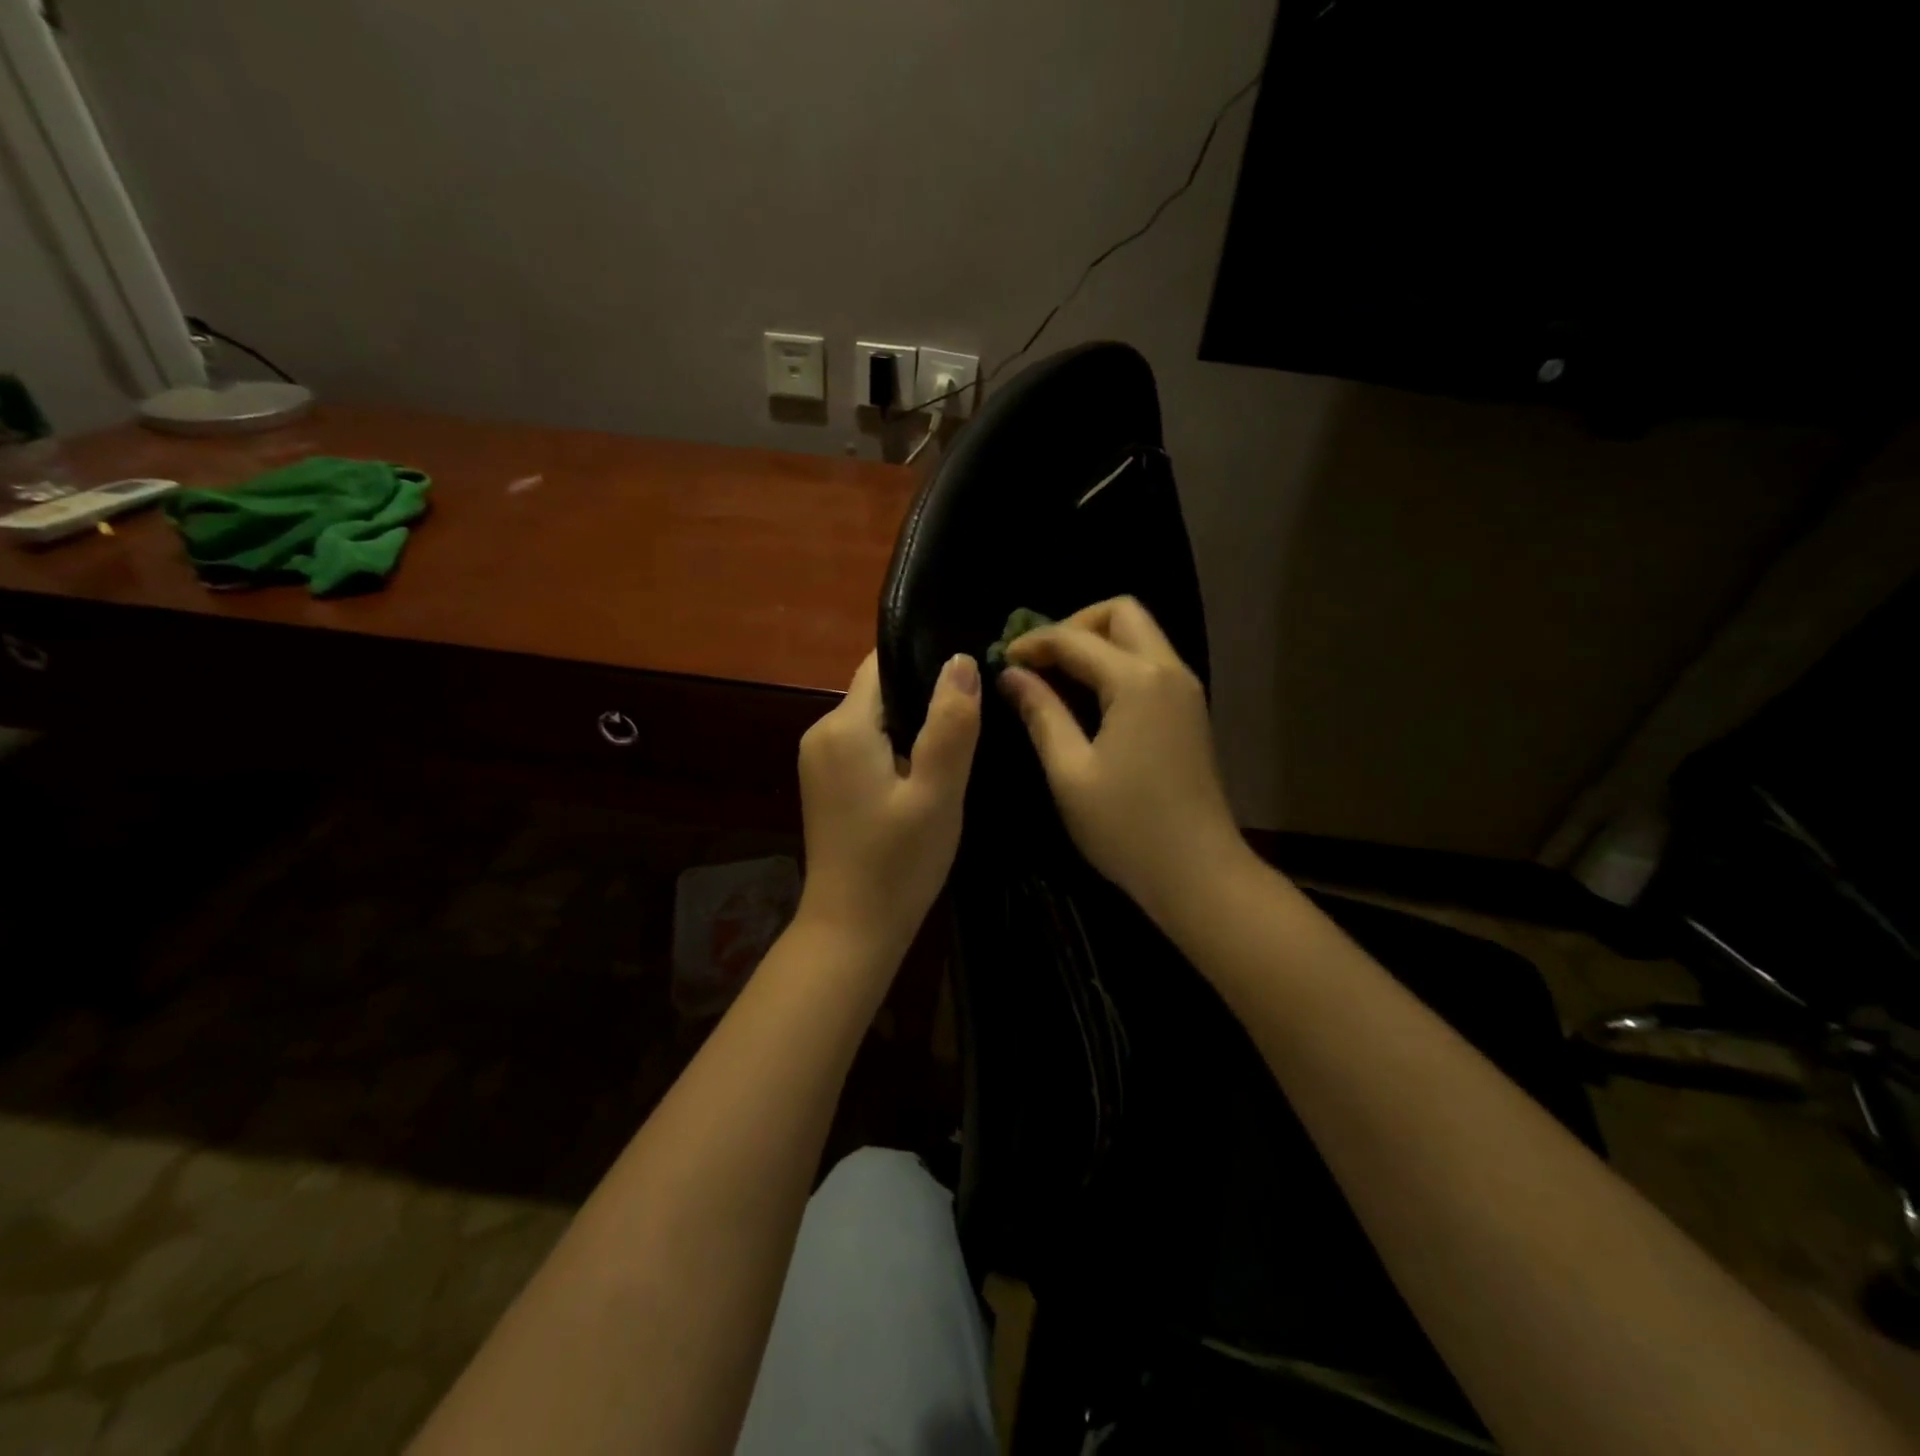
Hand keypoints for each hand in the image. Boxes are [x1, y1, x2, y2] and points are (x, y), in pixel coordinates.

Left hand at [796, 651, 981, 958]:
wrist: (851, 930)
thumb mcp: (937, 793)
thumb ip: (950, 724)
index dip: (925, 663)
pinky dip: (895, 751)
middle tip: (971, 725)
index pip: (882, 665)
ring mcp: (818, 759)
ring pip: (875, 720)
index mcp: (844, 726)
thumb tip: (961, 660)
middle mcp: (821, 732)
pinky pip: (865, 746)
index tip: (967, 680)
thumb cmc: (898, 863)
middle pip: (880, 692)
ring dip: (912, 729)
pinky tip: (923, 778)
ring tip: (954, 751)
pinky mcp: (825, 783)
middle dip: (923, 701)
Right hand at [999, 597, 1247, 922]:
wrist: (1198, 872)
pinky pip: (1150, 664)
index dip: (1034, 643)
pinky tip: (1088, 698)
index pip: (1076, 638)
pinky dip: (1116, 665)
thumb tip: (1012, 676)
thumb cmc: (1126, 825)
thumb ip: (1041, 713)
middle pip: (1122, 614)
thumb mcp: (1070, 771)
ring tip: (1056, 676)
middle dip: (1075, 626)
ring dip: (1097, 643)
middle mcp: (1168, 672)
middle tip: (1041, 660)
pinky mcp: (1188, 712)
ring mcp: (1185, 691)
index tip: (1002, 660)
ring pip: (1140, 636)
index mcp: (1138, 681)